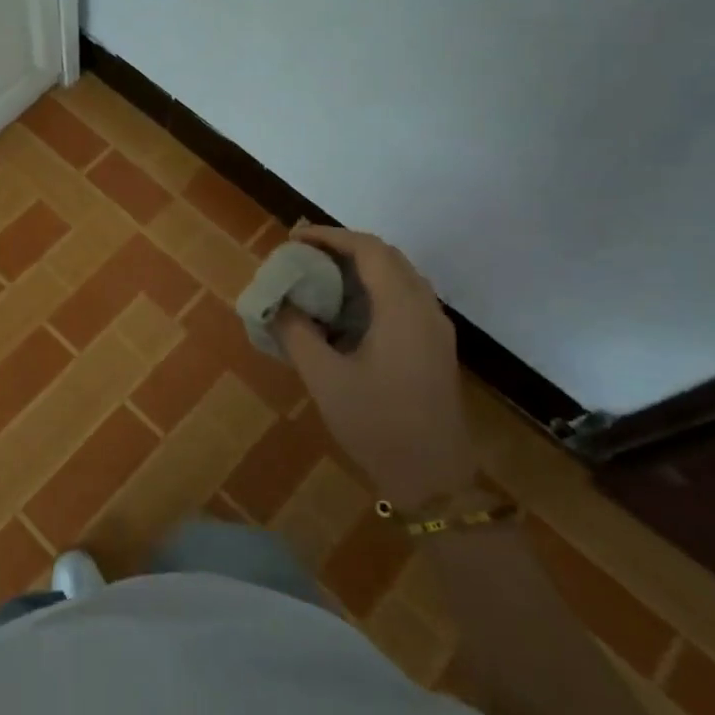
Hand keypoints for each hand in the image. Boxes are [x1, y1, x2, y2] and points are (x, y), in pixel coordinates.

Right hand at [275, 228, 476, 506]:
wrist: (435, 478)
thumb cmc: (378, 424)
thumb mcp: (325, 379)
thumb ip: (297, 333)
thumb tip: (278, 304)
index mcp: (402, 309)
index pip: (369, 250)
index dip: (330, 236)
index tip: (294, 238)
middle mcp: (425, 309)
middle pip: (387, 256)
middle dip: (344, 247)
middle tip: (303, 253)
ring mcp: (435, 329)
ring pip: (399, 276)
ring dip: (360, 267)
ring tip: (319, 276)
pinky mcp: (435, 347)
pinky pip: (404, 298)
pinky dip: (373, 288)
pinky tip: (346, 310)